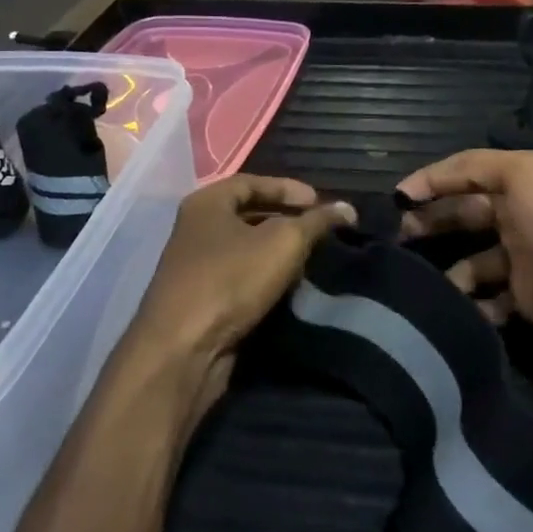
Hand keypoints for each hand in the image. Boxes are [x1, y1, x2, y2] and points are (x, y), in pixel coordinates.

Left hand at [123, 176, 352, 419]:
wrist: (184, 349)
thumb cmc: (231, 280)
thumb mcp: (283, 243)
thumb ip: (317, 222)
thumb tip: (348, 208)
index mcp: (206, 203)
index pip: (252, 182)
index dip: (288, 189)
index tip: (319, 202)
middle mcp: (196, 229)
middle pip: (248, 214)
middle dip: (286, 219)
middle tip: (319, 229)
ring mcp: (196, 266)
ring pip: (245, 248)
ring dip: (277, 251)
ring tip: (311, 257)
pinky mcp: (202, 299)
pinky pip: (239, 277)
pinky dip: (264, 276)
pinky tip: (288, 287)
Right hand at [396, 150, 532, 358]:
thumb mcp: (523, 173)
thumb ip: (473, 166)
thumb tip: (422, 183)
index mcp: (519, 183)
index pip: (464, 175)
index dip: (430, 182)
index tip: (395, 199)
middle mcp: (516, 217)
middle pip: (462, 216)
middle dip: (429, 223)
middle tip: (396, 238)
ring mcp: (519, 260)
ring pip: (468, 262)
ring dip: (445, 270)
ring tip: (418, 279)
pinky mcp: (522, 299)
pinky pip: (485, 300)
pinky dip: (468, 303)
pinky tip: (452, 306)